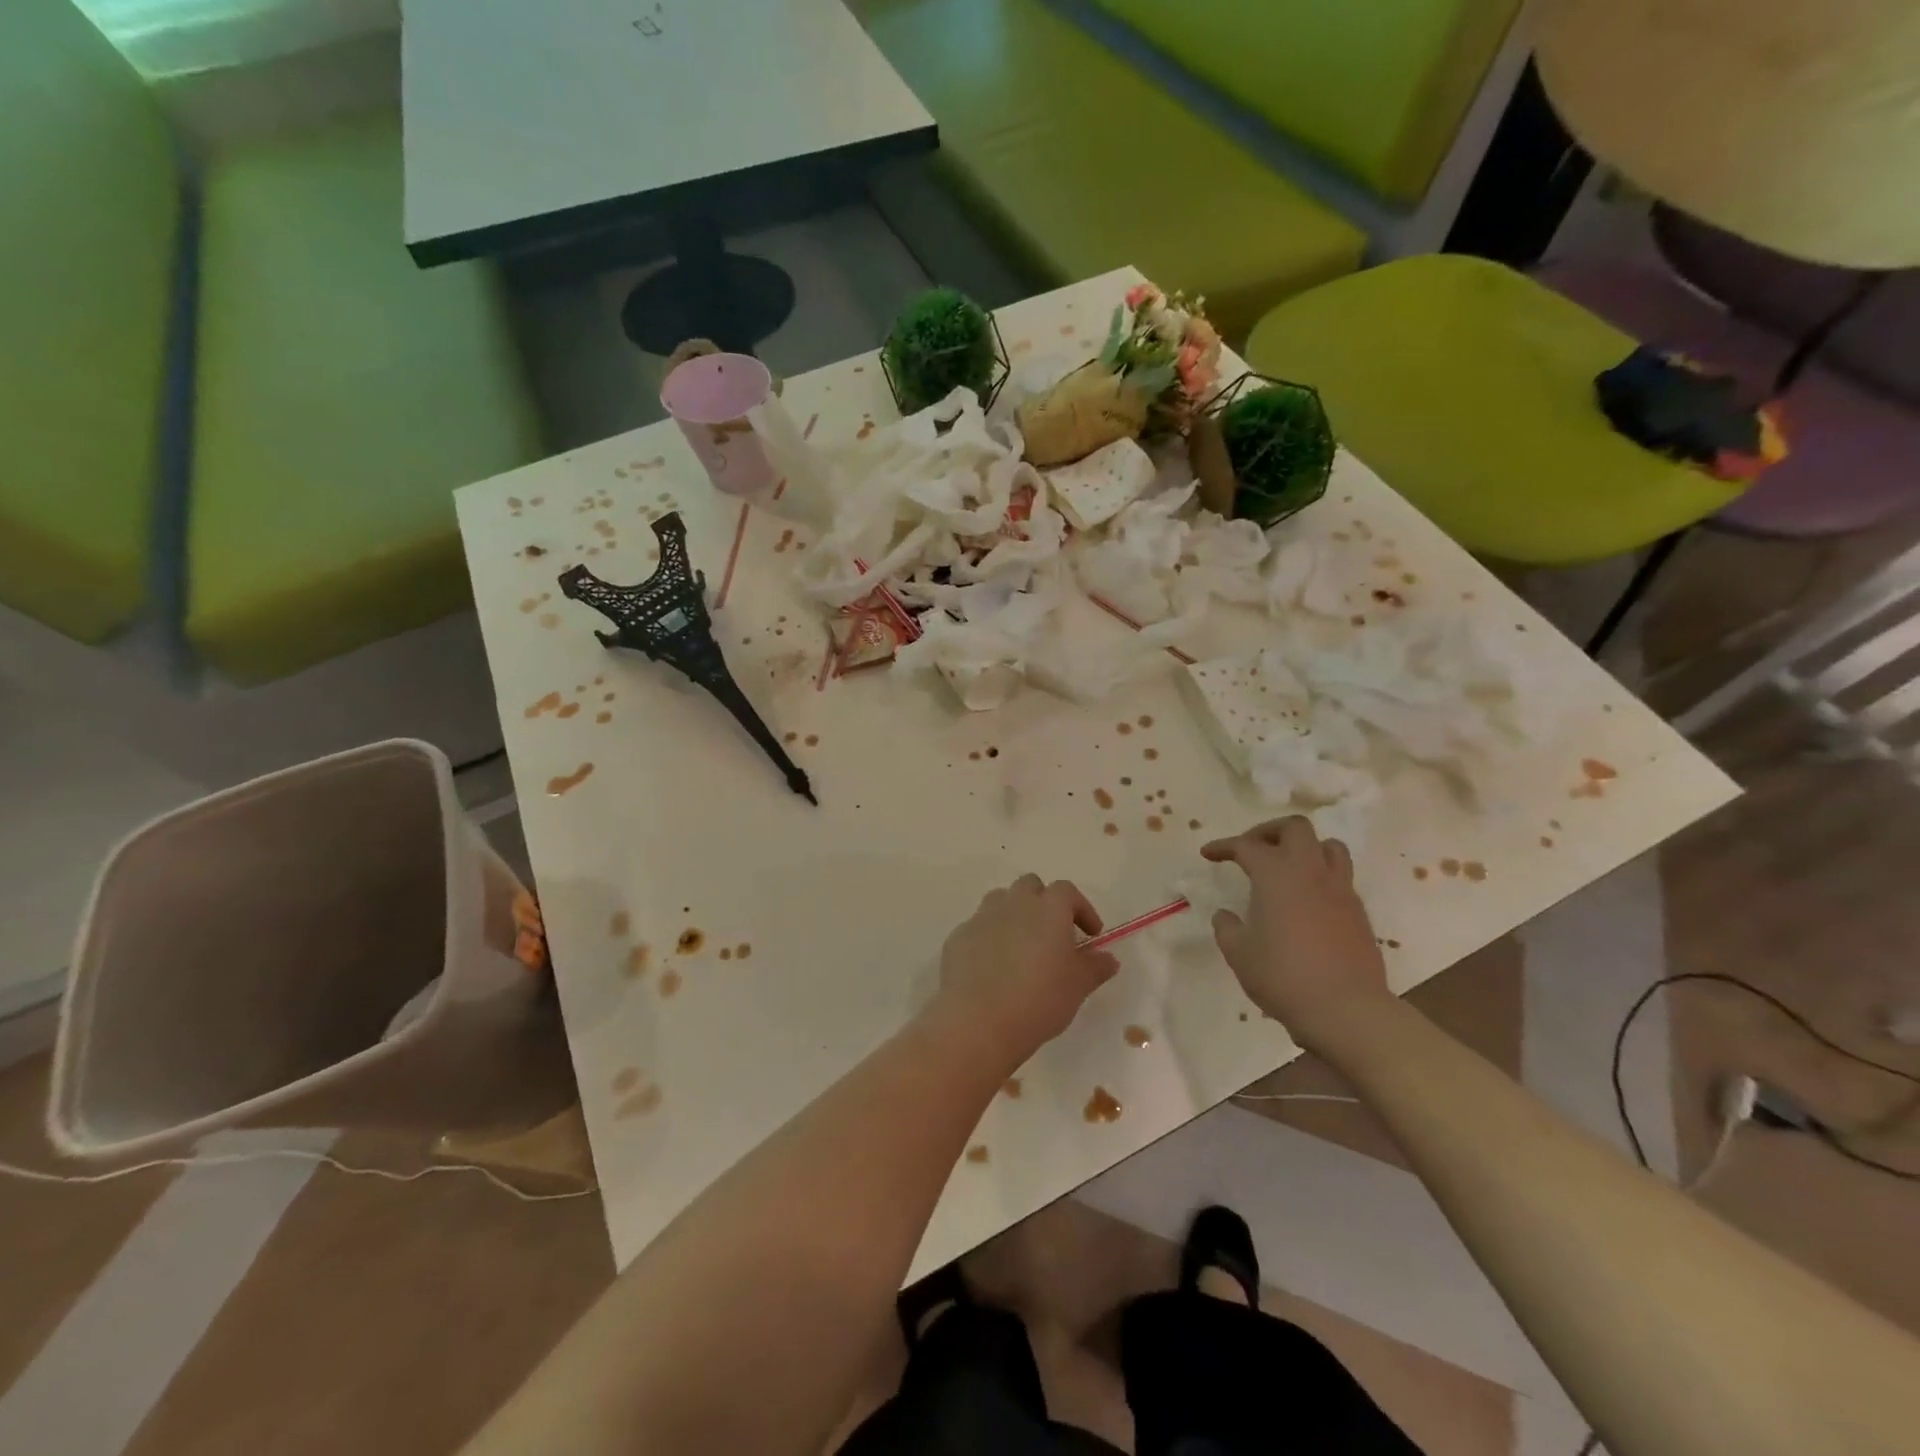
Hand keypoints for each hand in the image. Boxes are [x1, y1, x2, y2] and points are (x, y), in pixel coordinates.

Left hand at [931, 875, 1119, 1067]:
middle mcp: (1013, 903)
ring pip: (1000, 901)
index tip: (1090, 935)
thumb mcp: (1078, 986)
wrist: (978, 1021)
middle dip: (1043, 903)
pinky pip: (978, 928)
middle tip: (1053, 934)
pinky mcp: (958, 937)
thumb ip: (1095, 967)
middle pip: (1030, 886)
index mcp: (1047, 908)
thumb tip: (1108, 958)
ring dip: (1014, 915)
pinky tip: (993, 968)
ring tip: (1022, 947)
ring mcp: (982, 917)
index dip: (1081, 909)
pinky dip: (989, 938)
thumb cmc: (1039, 999)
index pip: (1067, 892)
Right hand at [1202, 817, 1391, 1046]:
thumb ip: (1227, 927)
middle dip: (1269, 832)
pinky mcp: (1358, 911)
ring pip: (1328, 846)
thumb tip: (1227, 915)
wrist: (1346, 1009)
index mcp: (1276, 874)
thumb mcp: (1239, 952)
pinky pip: (1340, 876)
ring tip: (1287, 867)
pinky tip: (1307, 900)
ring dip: (1304, 847)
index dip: (1223, 846)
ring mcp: (1340, 889)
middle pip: (1295, 828)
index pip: (1245, 846)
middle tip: (1252, 849)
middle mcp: (1310, 871)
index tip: (1208, 854)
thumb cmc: (1283, 976)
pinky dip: (1320, 876)